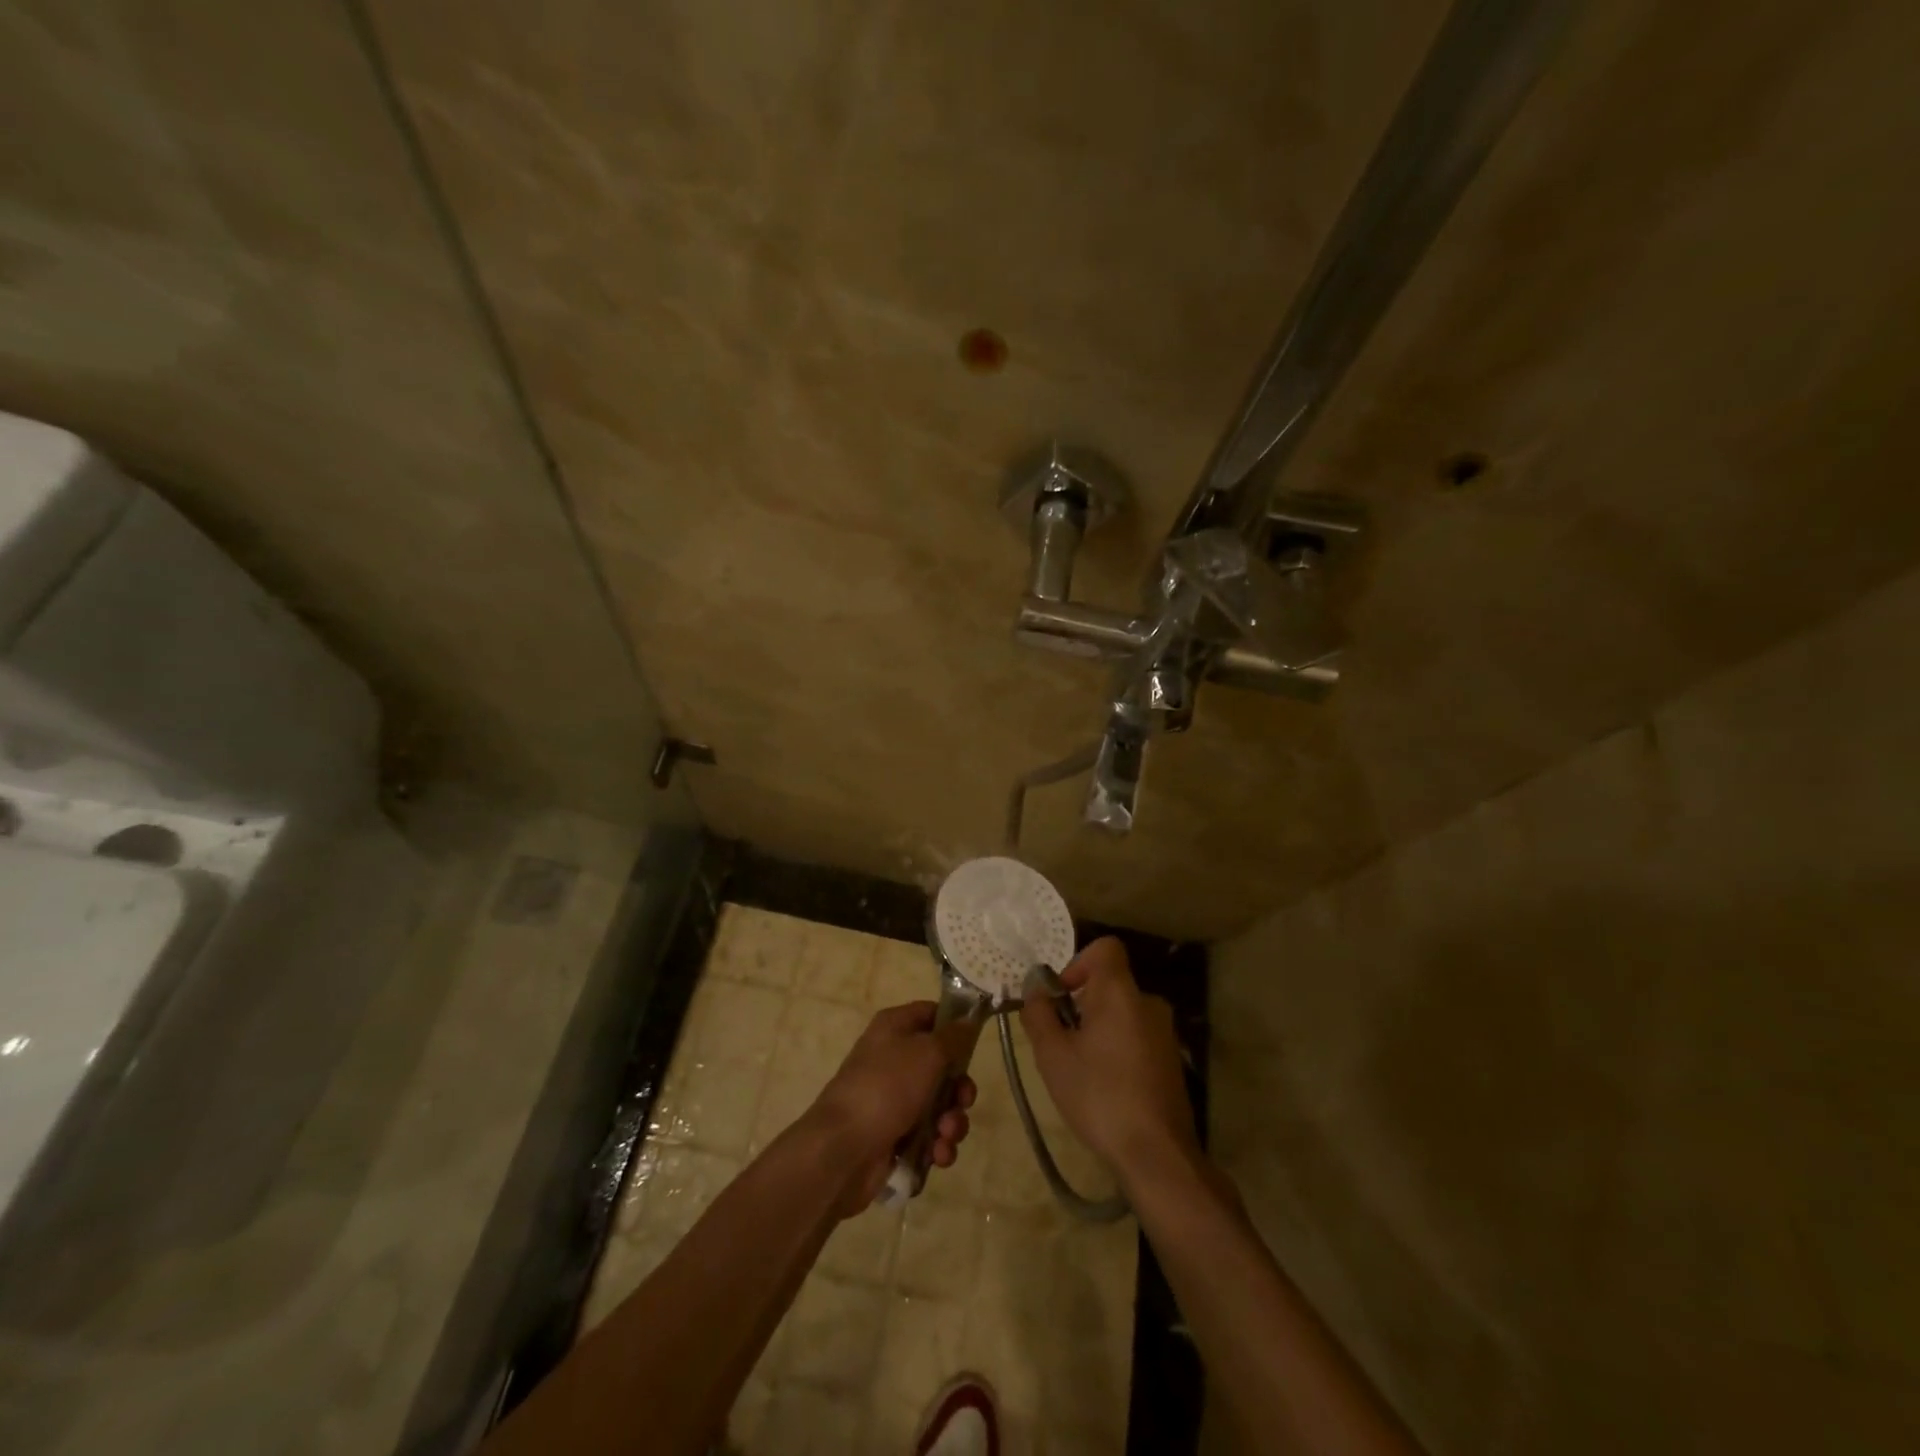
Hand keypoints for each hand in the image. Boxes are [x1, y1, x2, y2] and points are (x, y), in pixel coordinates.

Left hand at [808, 1002, 975, 1214]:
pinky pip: (928, 1135)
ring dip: (951, 1122)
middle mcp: (894, 1059)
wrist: (843, 1149)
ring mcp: (893, 1099)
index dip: (955, 1026)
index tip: (975, 1043)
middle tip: (962, 1102)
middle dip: (959, 1089)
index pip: (932, 1014)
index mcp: (894, 1028)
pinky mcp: (894, 1134)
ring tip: (945, 1135)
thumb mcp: (928, 1052)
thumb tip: (967, 1022)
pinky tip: (937, 1155)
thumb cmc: (887, 1087)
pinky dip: (937, 1145)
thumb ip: (953, 1037)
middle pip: (942, 1066)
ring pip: (939, 1105)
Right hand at [1019, 937, 1198, 1189]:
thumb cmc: (1099, 1095)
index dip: (1078, 963)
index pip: (1105, 948)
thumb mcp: (1053, 1055)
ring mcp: (1164, 1032)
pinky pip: (1135, 1035)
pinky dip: (1116, 1048)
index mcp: (1121, 992)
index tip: (1062, 997)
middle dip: (1081, 1004)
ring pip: (1121, 1013)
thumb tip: (1036, 990)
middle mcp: (1148, 1002)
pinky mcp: (1171, 1060)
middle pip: (1109, 984)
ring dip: (1097, 1029)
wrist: (1157, 1153)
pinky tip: (1104, 1087)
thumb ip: (1039, 1014)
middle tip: (1060, 1042)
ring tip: (1079, 1070)